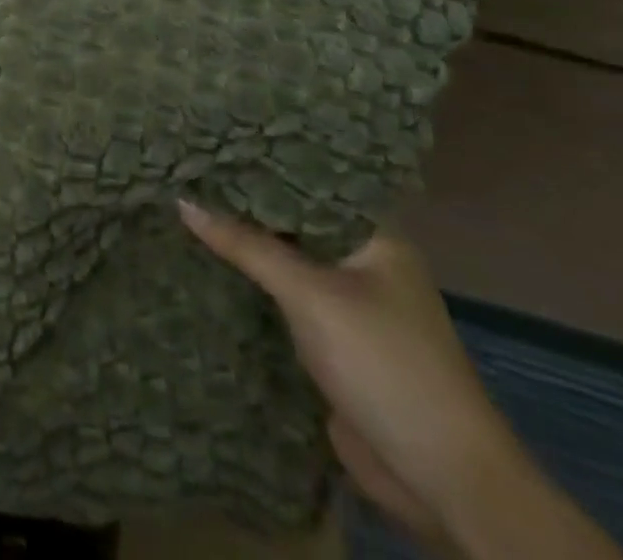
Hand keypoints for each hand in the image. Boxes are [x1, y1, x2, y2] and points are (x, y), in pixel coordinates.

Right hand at [179, 204, 619, 559]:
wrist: (440, 479)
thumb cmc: (384, 363)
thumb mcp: (310, 293)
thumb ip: (247, 244)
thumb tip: (181, 200)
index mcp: (375, 239)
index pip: (309, 183)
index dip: (261, 164)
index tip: (209, 144)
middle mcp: (362, 263)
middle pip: (292, 223)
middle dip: (243, 206)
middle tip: (184, 172)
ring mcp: (347, 305)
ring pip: (283, 262)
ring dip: (243, 247)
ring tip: (182, 207)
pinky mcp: (331, 342)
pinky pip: (281, 299)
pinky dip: (250, 285)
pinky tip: (205, 264)